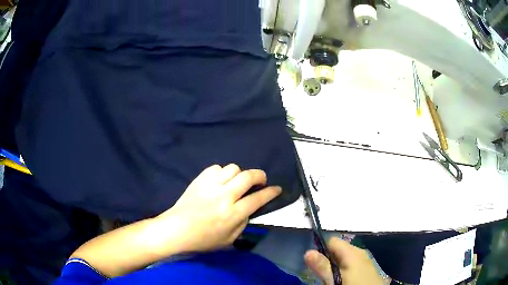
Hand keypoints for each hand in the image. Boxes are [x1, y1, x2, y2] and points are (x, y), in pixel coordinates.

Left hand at [153, 164, 281, 252]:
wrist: (177, 229)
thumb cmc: (203, 239)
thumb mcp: (229, 239)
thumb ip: (242, 223)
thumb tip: (248, 209)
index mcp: (233, 213)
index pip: (258, 198)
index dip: (271, 192)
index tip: (277, 188)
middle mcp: (224, 196)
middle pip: (248, 177)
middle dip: (260, 175)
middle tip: (261, 180)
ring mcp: (211, 185)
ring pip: (233, 168)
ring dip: (239, 174)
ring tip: (236, 182)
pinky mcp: (200, 180)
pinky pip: (216, 168)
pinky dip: (222, 173)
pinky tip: (220, 181)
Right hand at [304, 237, 383, 284]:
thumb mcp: (335, 279)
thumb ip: (322, 266)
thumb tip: (307, 251)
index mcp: (352, 251)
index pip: (332, 240)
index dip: (321, 249)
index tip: (314, 262)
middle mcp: (359, 252)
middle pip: (338, 249)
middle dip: (328, 260)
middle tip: (322, 275)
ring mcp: (365, 260)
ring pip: (345, 258)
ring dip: (335, 266)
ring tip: (332, 279)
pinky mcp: (367, 268)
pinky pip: (352, 264)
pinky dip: (344, 270)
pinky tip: (343, 280)